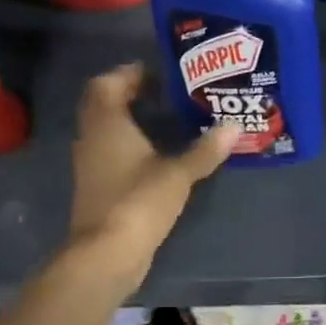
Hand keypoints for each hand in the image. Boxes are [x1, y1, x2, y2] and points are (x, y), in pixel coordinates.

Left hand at [65, 63, 237, 283]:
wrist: (107, 253)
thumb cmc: (138, 201)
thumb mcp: (178, 174)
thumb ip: (205, 150)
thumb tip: (234, 127)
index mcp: (107, 125)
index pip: (107, 84)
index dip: (128, 73)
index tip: (157, 71)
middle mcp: (93, 139)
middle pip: (103, 105)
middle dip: (129, 94)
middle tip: (164, 92)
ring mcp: (92, 165)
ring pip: (106, 130)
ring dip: (129, 120)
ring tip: (165, 119)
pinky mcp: (98, 187)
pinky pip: (111, 153)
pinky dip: (129, 145)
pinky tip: (156, 153)